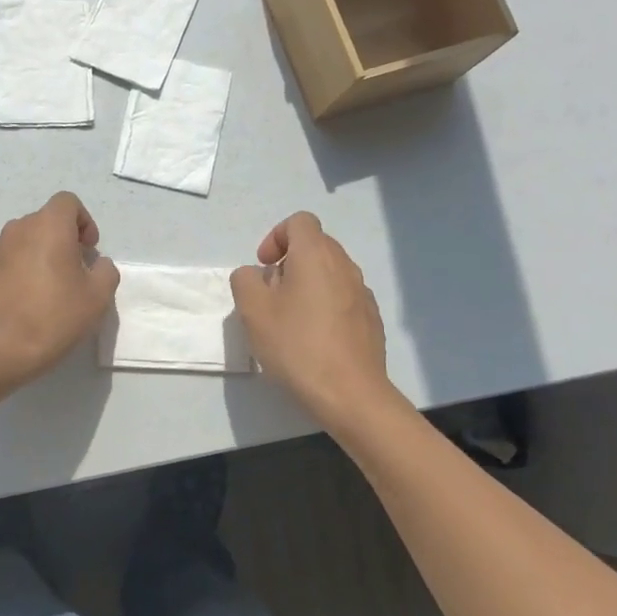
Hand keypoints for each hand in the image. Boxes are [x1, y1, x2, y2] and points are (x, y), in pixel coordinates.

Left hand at [0, 192, 119, 386]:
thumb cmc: (53, 317)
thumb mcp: (97, 298)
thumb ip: (105, 271)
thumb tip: (98, 264)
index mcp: (48, 226)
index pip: (67, 202)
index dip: (83, 221)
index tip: (88, 250)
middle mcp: (17, 229)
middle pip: (44, 221)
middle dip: (62, 240)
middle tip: (72, 273)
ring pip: (23, 242)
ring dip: (38, 255)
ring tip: (46, 290)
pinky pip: (5, 262)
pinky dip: (17, 272)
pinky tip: (22, 303)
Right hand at [231, 212, 394, 428]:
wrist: (351, 393)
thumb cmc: (297, 345)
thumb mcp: (252, 311)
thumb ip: (245, 281)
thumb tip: (256, 275)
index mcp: (316, 254)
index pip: (299, 221)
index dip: (276, 236)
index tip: (263, 266)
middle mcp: (344, 265)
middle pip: (315, 245)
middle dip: (289, 261)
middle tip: (271, 294)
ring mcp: (363, 292)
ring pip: (330, 272)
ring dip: (307, 284)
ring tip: (291, 319)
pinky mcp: (372, 318)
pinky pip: (343, 297)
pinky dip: (326, 305)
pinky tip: (315, 338)